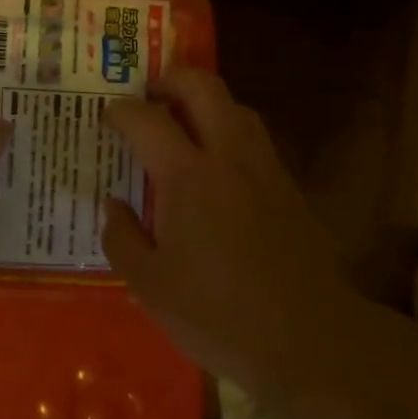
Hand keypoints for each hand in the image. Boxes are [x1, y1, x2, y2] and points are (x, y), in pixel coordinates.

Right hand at [102, 67, 349, 387]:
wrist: (310, 339)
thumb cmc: (219, 315)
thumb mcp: (150, 286)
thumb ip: (122, 237)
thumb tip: (114, 205)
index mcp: (187, 176)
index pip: (147, 119)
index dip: (121, 110)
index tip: (107, 116)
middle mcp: (229, 157)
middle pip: (204, 87)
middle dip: (172, 79)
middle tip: (149, 94)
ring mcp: (265, 169)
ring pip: (237, 107)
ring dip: (206, 102)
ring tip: (183, 124)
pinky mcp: (289, 189)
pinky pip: (254, 138)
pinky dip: (230, 131)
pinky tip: (217, 165)